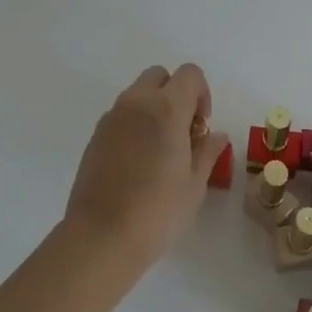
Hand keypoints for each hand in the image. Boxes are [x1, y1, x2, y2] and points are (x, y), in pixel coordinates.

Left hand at [62, 64, 227, 269]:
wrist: (101, 237)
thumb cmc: (157, 212)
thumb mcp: (194, 185)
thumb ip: (207, 152)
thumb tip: (216, 135)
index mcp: (166, 108)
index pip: (190, 74)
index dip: (202, 94)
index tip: (201, 127)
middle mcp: (136, 103)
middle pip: (160, 76)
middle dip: (176, 94)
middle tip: (183, 132)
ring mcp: (112, 117)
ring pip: (138, 93)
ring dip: (154, 108)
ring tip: (160, 150)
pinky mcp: (95, 135)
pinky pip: (121, 114)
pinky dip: (134, 124)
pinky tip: (137, 162)